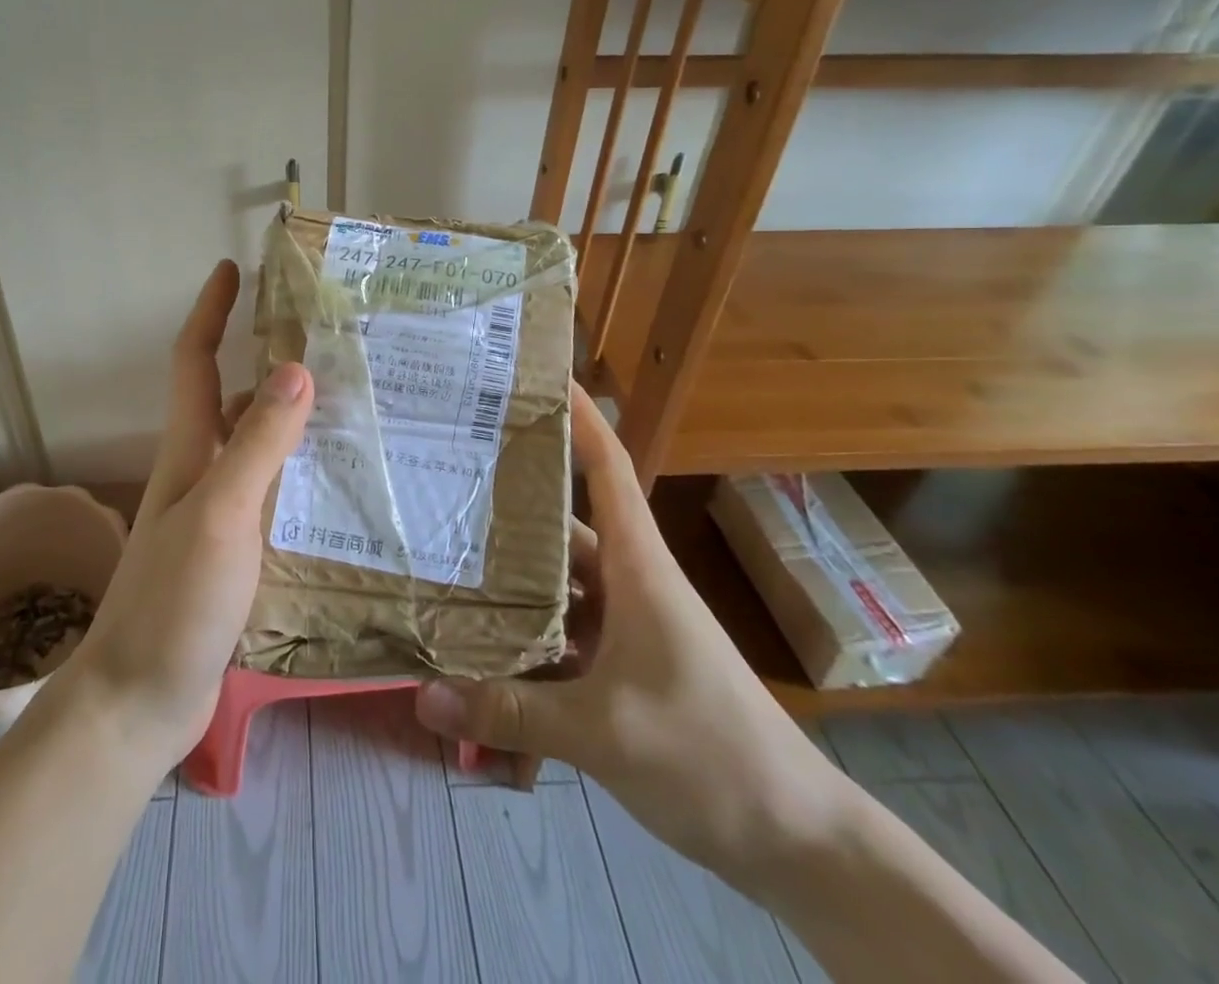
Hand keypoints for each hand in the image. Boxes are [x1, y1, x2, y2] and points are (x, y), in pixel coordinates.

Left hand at [64, 260, 312, 771]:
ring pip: (256, 448)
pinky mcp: (231, 553)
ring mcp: (214, 514)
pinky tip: (338, 488)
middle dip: (271, 364)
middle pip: (233, 399)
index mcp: (189, 450)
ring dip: (293, 422)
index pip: (195, 359)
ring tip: (356, 411)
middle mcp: (200, 472)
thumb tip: (296, 367)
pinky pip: (269, 494)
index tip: (231, 267)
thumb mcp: (220, 515)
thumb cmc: (172, 603)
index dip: (211, 310)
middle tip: (333, 346)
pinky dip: (298, 477)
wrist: (138, 702)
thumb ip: (258, 444)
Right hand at [414, 384, 846, 888]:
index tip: (539, 377)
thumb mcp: (604, 733)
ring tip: (443, 575)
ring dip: (510, 592)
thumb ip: (510, 713)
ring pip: (556, 591)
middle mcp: (629, 584)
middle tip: (446, 482)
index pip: (610, 469)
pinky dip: (527, 654)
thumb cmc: (711, 755)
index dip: (579, 418)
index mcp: (638, 568)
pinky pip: (563, 643)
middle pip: (562, 527)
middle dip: (508, 507)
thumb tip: (421, 695)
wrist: (797, 841)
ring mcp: (626, 627)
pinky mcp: (623, 668)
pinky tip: (481, 673)